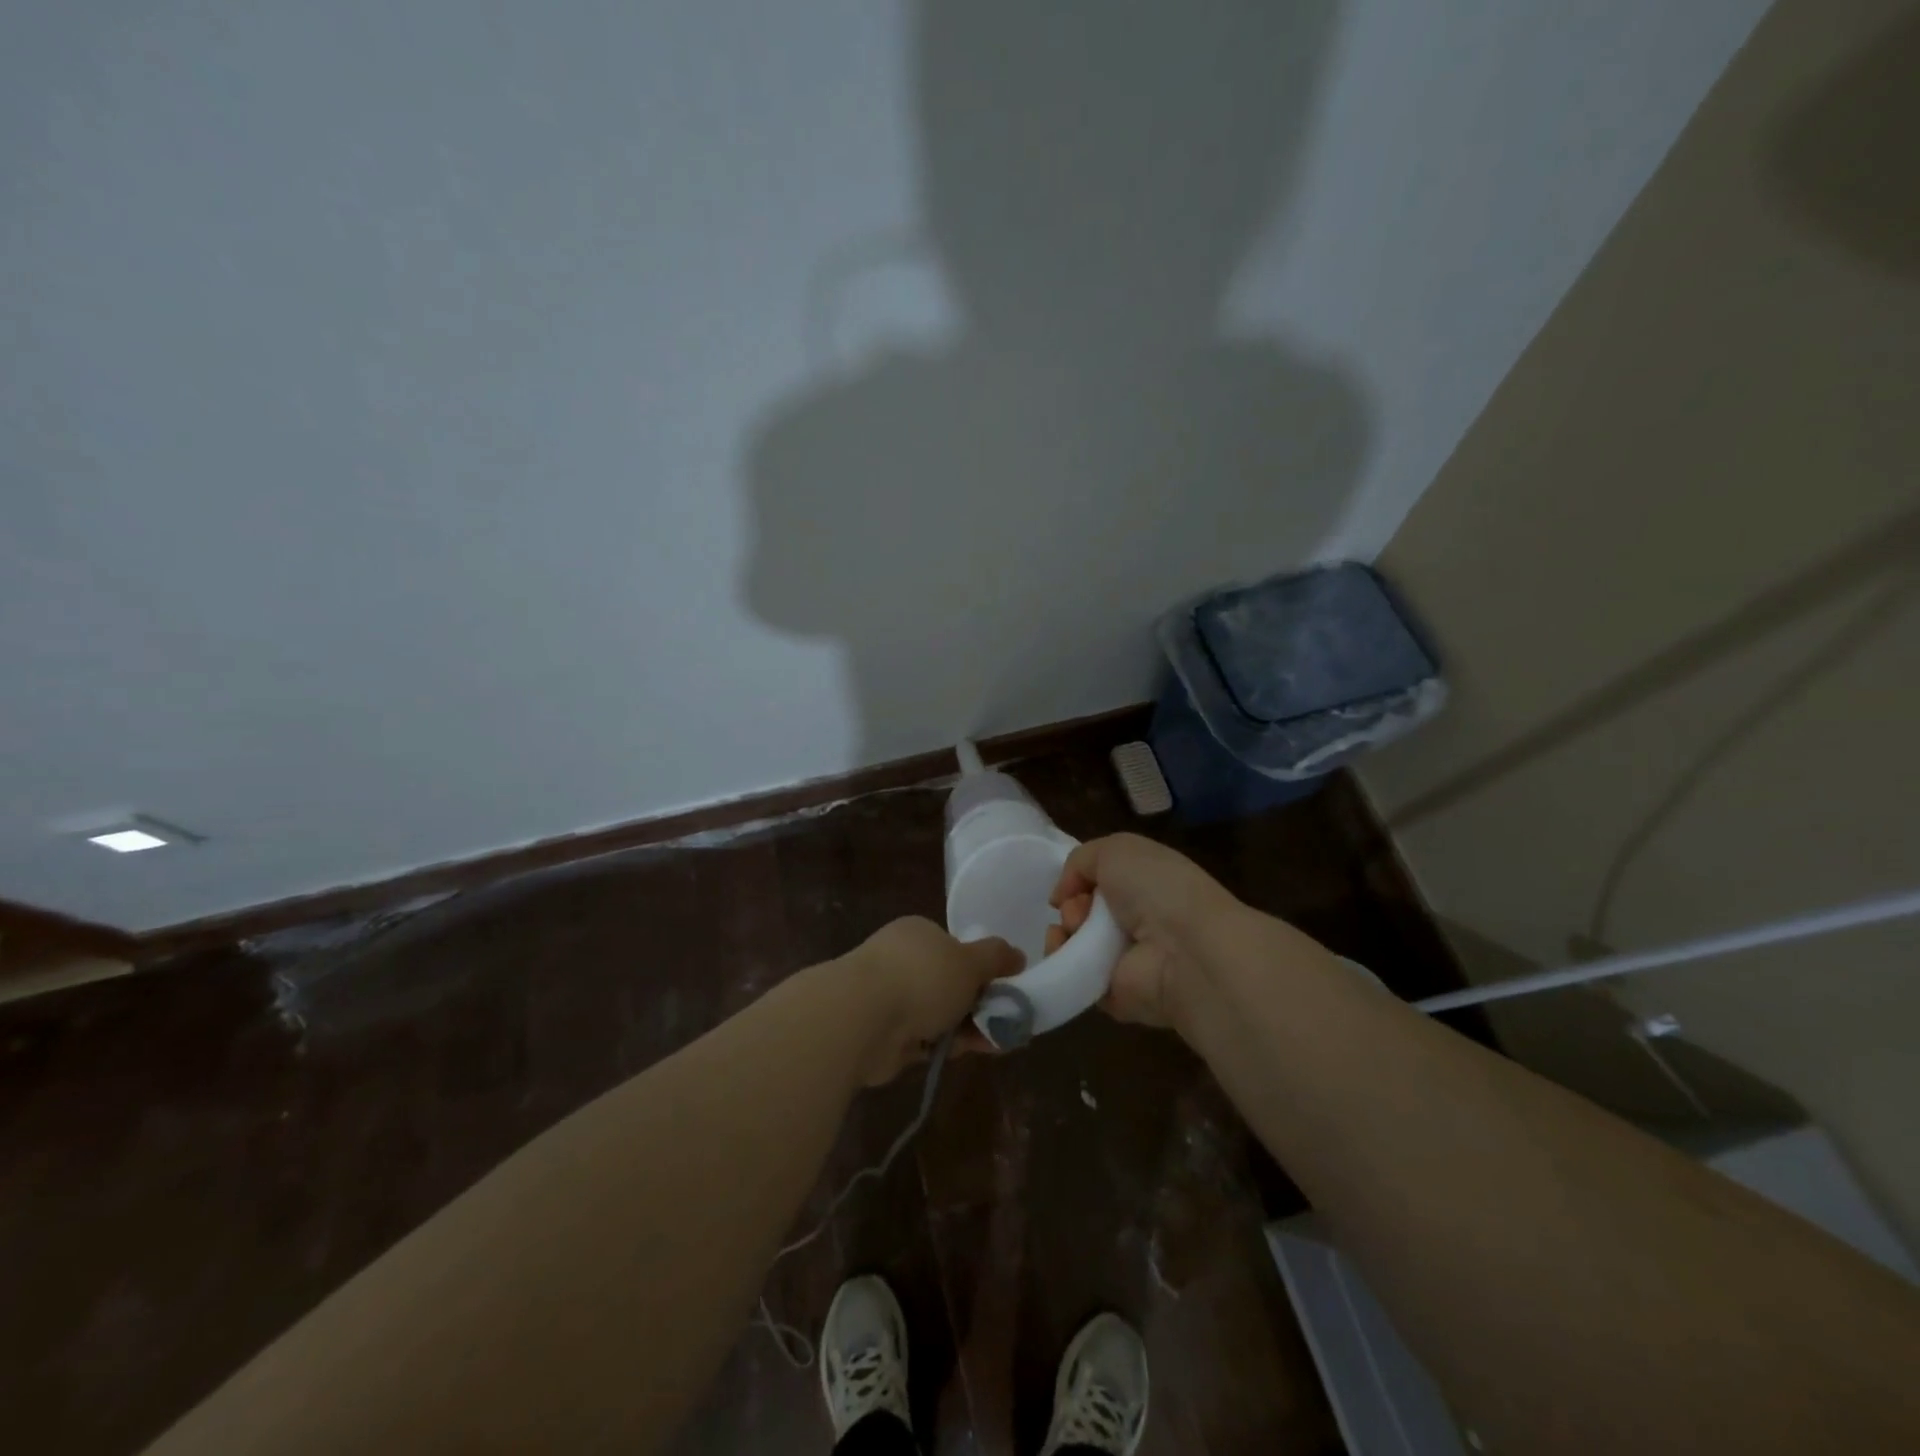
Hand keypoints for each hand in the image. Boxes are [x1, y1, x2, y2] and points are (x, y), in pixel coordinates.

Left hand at [842, 917, 1022, 1084]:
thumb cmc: (920, 977)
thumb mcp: (969, 961)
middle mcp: (901, 960)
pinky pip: (924, 1039)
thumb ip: (996, 957)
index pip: (954, 948)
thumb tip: (1018, 955)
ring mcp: (889, 998)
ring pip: (938, 1014)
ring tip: (999, 1043)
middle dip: (978, 1004)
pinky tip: (968, 1053)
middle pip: (948, 983)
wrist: (861, 1019)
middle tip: (1006, 1022)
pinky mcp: (884, 1034)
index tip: (1004, 989)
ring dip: (967, 1028)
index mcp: (918, 934)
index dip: (981, 968)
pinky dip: (944, 1046)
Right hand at [1045, 834, 1237, 1031]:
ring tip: (1072, 931)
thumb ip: (1080, 860)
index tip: (1072, 885)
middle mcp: (1137, 922)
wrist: (1184, 949)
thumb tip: (1063, 895)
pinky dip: (1064, 965)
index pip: (1101, 883)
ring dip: (1061, 933)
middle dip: (1070, 907)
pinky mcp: (1114, 995)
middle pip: (1082, 913)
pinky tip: (1068, 954)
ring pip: (1073, 945)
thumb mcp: (1116, 849)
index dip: (1078, 881)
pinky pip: (1076, 978)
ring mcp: (1125, 961)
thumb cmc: (1156, 889)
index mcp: (1145, 887)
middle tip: (1079, 910)